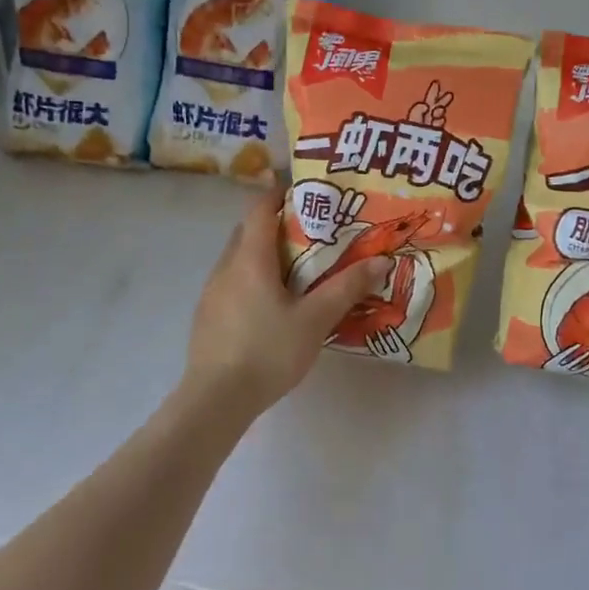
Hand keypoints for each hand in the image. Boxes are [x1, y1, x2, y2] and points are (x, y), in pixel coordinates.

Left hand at [182, 190, 389, 419]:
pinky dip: (252, 279)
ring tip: (295, 268)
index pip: (259, 209)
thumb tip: (381, 260)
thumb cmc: (268, 351)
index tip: (303, 190)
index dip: (278, 193)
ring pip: (238, 259)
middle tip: (310, 231)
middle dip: (275, 224)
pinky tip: (271, 305)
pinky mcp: (207, 316)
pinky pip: (232, 283)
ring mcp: (211, 292)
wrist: (216, 399)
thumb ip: (346, 288)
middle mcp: (225, 267)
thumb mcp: (315, 319)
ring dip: (263, 254)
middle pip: (247, 232)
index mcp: (250, 258)